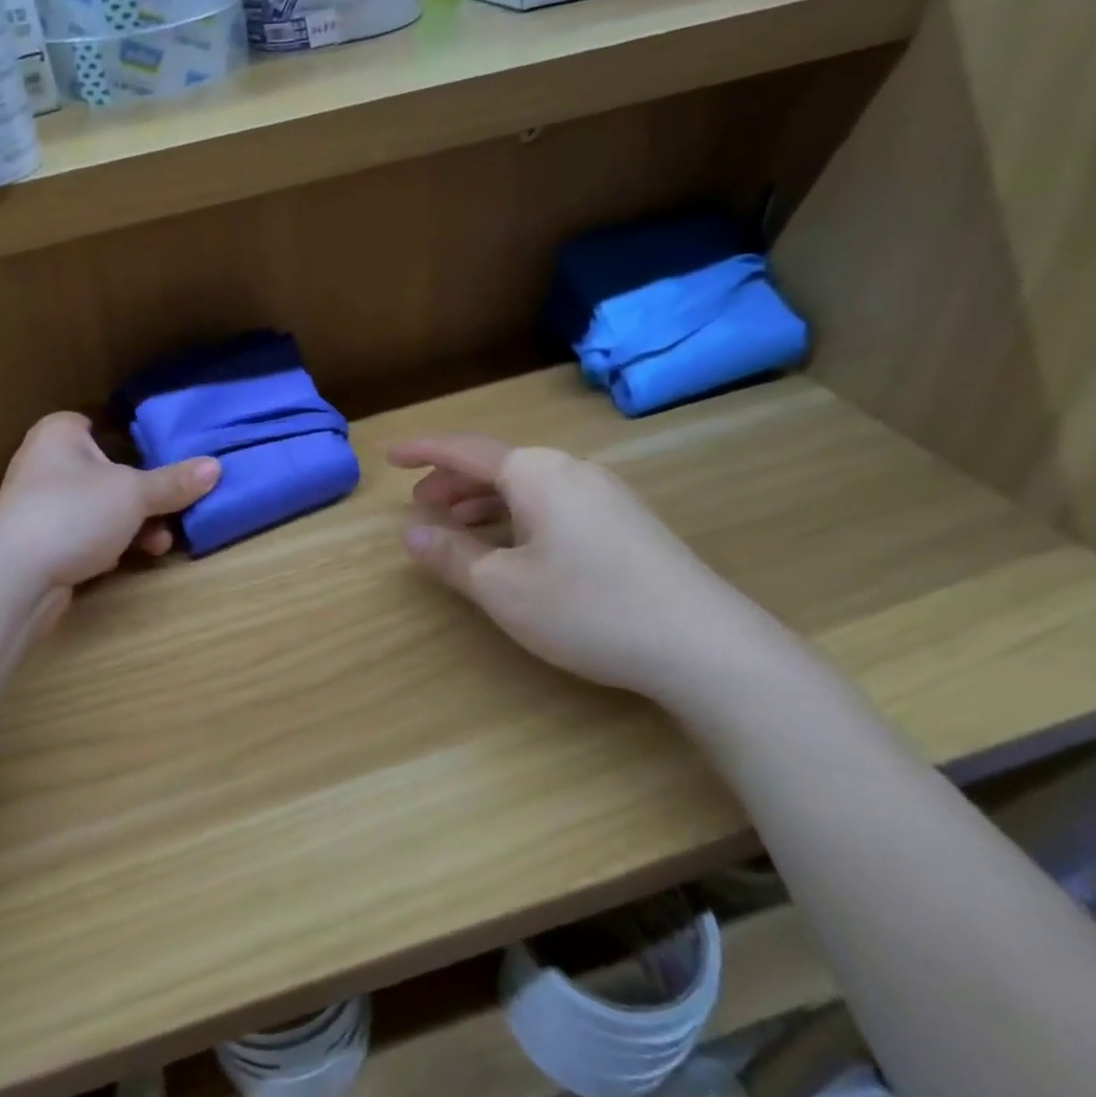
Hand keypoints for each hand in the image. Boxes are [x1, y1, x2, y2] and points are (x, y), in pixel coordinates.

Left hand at [0, 412, 219, 615]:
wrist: (13, 578)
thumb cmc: (73, 514)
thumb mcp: (134, 494)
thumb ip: (174, 482)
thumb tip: (216, 466)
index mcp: (59, 434)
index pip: (97, 424)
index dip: (128, 439)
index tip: (159, 459)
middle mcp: (44, 463)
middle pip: (106, 472)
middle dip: (142, 496)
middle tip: (171, 511)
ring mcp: (39, 506)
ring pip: (98, 507)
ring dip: (131, 525)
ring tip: (160, 543)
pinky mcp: (40, 543)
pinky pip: (84, 535)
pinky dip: (107, 544)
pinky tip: (126, 559)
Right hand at [389, 434, 788, 703]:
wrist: (704, 645)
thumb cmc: (587, 608)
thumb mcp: (502, 588)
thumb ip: (451, 556)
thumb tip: (411, 534)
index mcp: (535, 474)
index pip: (465, 450)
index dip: (424, 452)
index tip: (391, 456)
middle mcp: (571, 471)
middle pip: (498, 465)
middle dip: (453, 483)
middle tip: (421, 507)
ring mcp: (605, 495)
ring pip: (528, 485)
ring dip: (485, 501)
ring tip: (458, 526)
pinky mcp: (626, 523)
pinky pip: (554, 503)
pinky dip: (518, 514)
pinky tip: (514, 545)